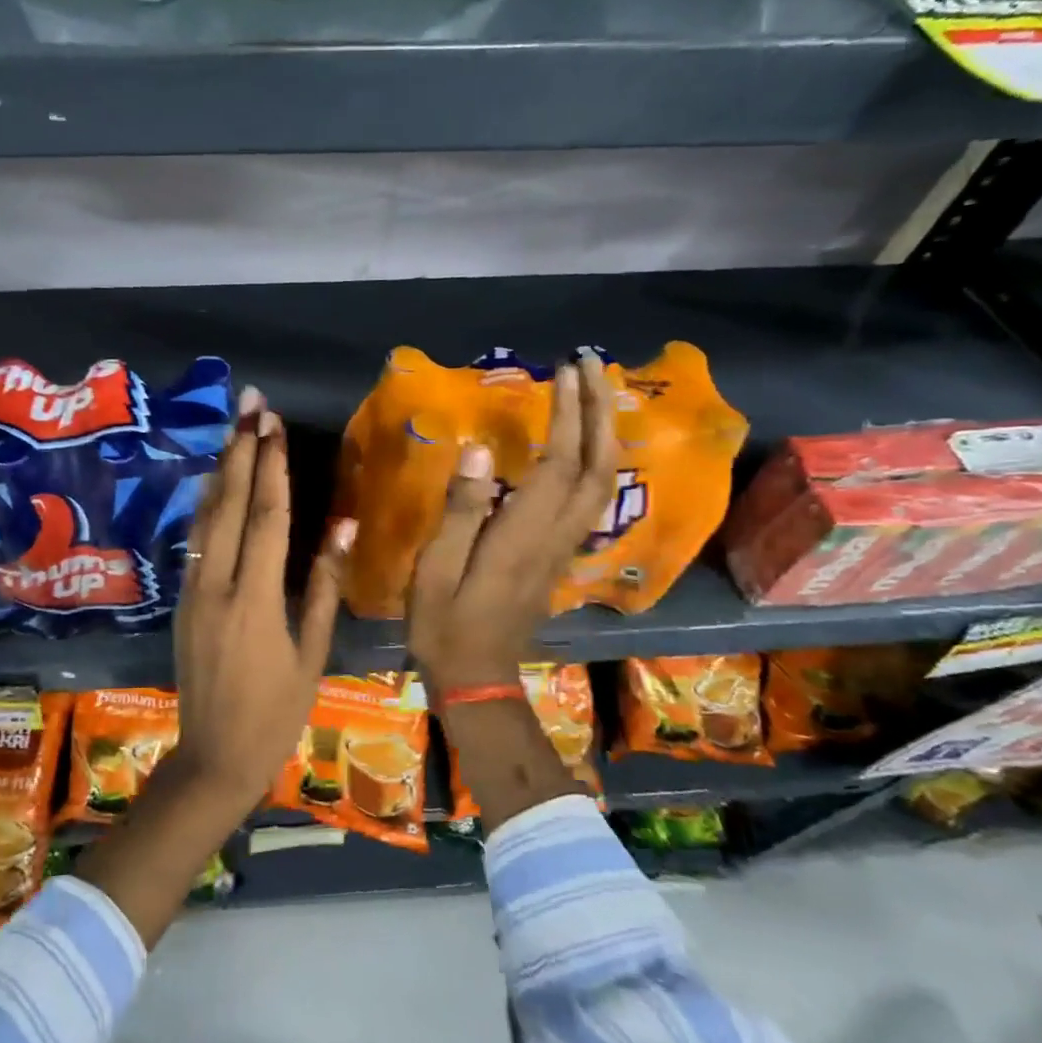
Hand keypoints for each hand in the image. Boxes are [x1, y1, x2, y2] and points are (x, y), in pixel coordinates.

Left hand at [77, 388, 352, 948]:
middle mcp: (217, 585)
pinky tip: (216, 487)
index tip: (274, 425)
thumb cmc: (276, 714)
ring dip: (221, 472)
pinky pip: (195, 542)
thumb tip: (341, 528)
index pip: (266, 517)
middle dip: (241, 451)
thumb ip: (324, 587)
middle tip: (250, 405)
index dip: (272, 466)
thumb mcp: (312, 655)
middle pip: (230, 504)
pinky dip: (207, 506)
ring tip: (233, 432)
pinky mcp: (181, 601)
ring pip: (205, 518)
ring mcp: (192, 591)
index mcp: (256, 599)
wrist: (214, 758)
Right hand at [408, 352, 619, 696]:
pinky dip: (596, 460)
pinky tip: (583, 444)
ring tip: (593, 393)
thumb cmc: (445, 623)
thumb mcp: (436, 568)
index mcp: (524, 534)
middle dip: (600, 411)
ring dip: (604, 432)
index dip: (569, 414)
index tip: (564, 370)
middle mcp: (556, 535)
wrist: (477, 677)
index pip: (561, 463)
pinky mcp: (559, 555)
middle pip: (599, 466)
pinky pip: (591, 498)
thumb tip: (477, 449)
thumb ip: (460, 510)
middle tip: (591, 365)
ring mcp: (563, 547)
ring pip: (603, 482)